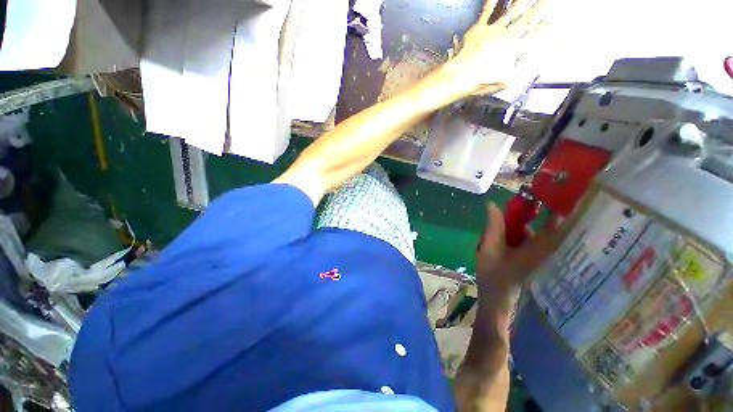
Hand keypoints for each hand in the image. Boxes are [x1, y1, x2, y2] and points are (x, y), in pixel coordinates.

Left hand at [446, 0, 551, 95]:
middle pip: (527, 18)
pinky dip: (492, 1)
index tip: (548, 21)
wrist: (463, 75)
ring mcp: (494, 30)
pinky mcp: (480, 28)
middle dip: (539, 8)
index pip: (533, 36)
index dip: (541, 28)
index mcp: (516, 49)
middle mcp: (508, 36)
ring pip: (512, 10)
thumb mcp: (506, 81)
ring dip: (520, 1)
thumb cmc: (483, 81)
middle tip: (547, 0)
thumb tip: (526, 59)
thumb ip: (518, 69)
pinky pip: (488, 11)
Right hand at [476, 203, 563, 299]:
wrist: (496, 298)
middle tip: (502, 213)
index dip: (556, 204)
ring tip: (492, 235)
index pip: (556, 222)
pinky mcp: (528, 257)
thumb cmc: (494, 275)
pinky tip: (495, 241)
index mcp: (539, 247)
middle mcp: (543, 249)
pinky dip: (511, 235)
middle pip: (537, 224)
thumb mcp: (490, 248)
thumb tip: (492, 204)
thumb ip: (493, 226)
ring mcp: (535, 254)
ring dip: (511, 227)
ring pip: (526, 232)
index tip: (547, 190)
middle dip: (520, 215)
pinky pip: (522, 239)